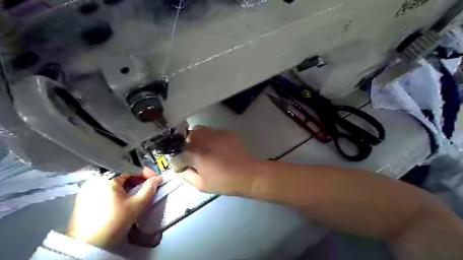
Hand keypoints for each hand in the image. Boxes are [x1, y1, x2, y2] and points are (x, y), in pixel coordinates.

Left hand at [67, 167, 161, 247]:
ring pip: (113, 181)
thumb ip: (149, 189)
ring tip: (137, 194)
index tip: (156, 180)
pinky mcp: (83, 198)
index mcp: (106, 177)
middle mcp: (94, 179)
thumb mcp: (136, 204)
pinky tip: (123, 199)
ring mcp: (87, 188)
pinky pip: (105, 188)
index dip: (146, 173)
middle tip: (147, 187)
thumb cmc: (114, 222)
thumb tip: (158, 179)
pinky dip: (117, 190)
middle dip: (137, 179)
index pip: (131, 168)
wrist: (87, 246)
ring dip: (128, 185)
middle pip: (122, 173)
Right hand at [179, 125, 259, 194]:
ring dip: (200, 137)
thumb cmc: (223, 181)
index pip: (180, 147)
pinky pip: (215, 131)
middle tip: (195, 153)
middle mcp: (205, 139)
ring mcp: (218, 134)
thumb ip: (186, 175)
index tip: (184, 159)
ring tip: (207, 148)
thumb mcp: (201, 184)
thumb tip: (177, 169)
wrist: (248, 174)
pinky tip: (219, 147)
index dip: (180, 152)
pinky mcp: (228, 133)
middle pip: (190, 134)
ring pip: (203, 130)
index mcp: (196, 152)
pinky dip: (213, 137)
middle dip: (190, 142)